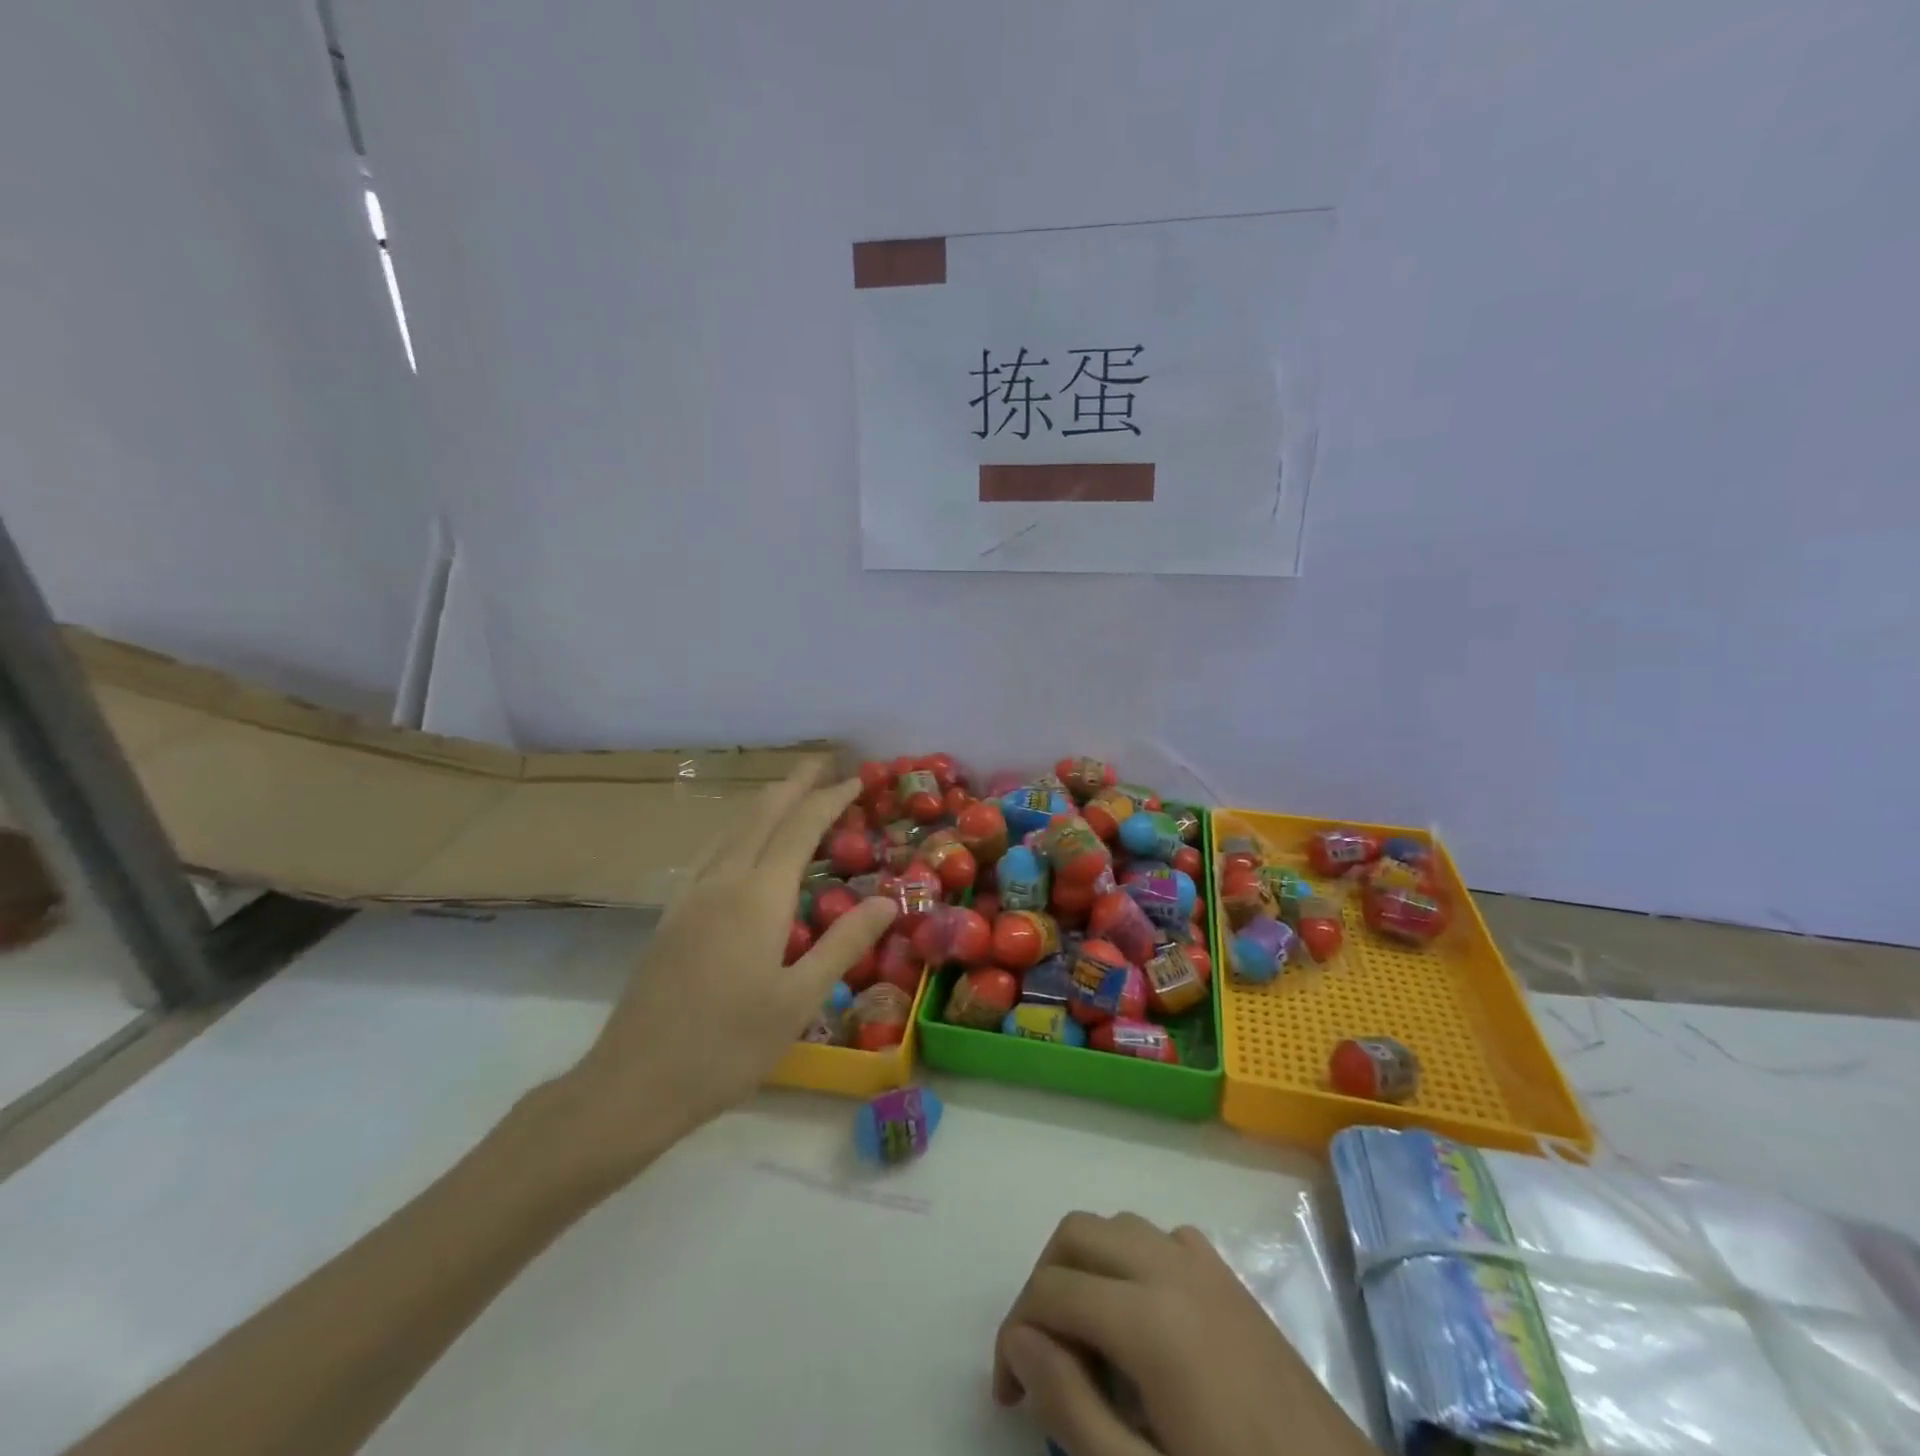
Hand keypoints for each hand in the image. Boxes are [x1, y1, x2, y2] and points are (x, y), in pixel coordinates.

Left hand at [553, 760, 896, 1174]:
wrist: (634, 1083)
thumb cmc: (727, 1046)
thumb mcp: (799, 999)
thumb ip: (844, 943)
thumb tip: (887, 901)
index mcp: (758, 896)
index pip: (801, 827)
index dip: (830, 799)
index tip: (857, 780)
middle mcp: (722, 881)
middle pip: (761, 814)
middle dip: (795, 783)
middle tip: (824, 762)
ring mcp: (690, 896)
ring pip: (732, 829)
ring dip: (765, 802)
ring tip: (790, 792)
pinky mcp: (672, 916)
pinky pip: (712, 852)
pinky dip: (740, 830)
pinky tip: (741, 845)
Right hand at [994, 1213, 1373, 1455]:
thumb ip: (1072, 1408)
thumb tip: (1022, 1343)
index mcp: (1150, 1318)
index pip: (1051, 1291)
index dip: (1013, 1334)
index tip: (1009, 1393)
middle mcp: (1172, 1267)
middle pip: (1078, 1233)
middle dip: (1042, 1283)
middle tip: (1036, 1356)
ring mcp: (1207, 1265)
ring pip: (1118, 1226)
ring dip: (1085, 1265)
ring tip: (1083, 1340)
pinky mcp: (1230, 1279)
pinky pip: (1162, 1239)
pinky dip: (1131, 1261)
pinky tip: (1140, 1321)